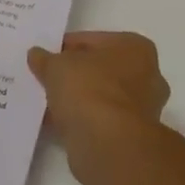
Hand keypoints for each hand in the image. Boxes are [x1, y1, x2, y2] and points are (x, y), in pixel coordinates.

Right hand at [27, 31, 170, 184]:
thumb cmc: (88, 89)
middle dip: (75, 74)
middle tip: (48, 78)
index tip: (46, 57)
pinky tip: (56, 122)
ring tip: (47, 102)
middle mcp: (147, 76)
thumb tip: (37, 55)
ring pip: (100, 96)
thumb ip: (45, 59)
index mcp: (135, 48)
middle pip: (100, 70)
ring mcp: (142, 109)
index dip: (66, 47)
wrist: (107, 144)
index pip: (93, 41)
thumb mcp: (56, 65)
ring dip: (78, 99)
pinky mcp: (132, 137)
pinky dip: (81, 120)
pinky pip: (100, 120)